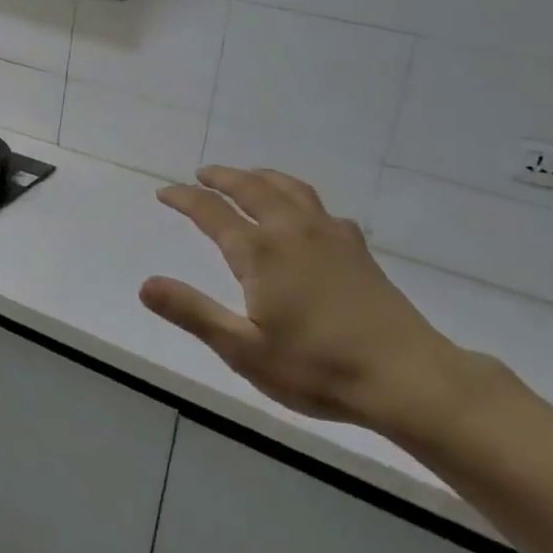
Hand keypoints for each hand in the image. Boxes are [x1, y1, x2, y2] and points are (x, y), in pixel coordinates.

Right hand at [140, 167, 465, 432]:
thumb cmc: (317, 368)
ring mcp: (330, 235)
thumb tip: (145, 284)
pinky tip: (303, 215)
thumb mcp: (243, 349)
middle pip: (252, 187)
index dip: (185, 198)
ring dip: (261, 177)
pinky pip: (319, 205)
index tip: (165, 192)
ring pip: (289, 188)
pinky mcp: (356, 248)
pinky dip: (297, 197)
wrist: (407, 378)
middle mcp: (293, 230)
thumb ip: (192, 312)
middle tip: (202, 174)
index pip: (212, 211)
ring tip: (247, 177)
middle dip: (222, 177)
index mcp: (260, 251)